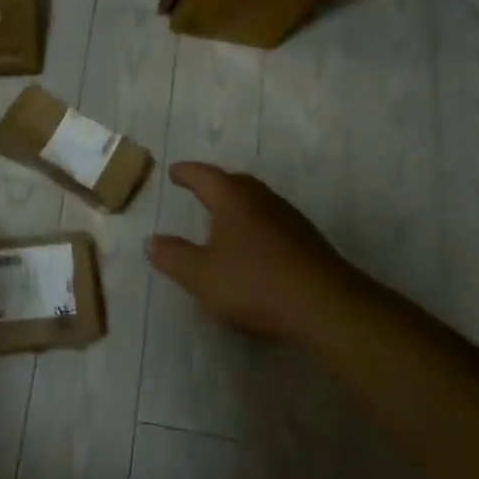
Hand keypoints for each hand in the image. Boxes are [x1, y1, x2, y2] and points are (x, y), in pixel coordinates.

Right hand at [148, 162, 360, 344]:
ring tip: (224, 218)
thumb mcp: (200, 275)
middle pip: (235, 183)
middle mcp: (262, 199)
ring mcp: (289, 219)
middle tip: (200, 188)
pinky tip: (254, 248)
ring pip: (257, 202)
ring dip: (238, 205)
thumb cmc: (254, 283)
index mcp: (233, 199)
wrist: (325, 306)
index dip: (186, 174)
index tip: (174, 172)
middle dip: (215, 184)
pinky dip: (256, 226)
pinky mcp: (308, 242)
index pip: (204, 176)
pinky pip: (273, 223)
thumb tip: (153, 241)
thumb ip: (173, 256)